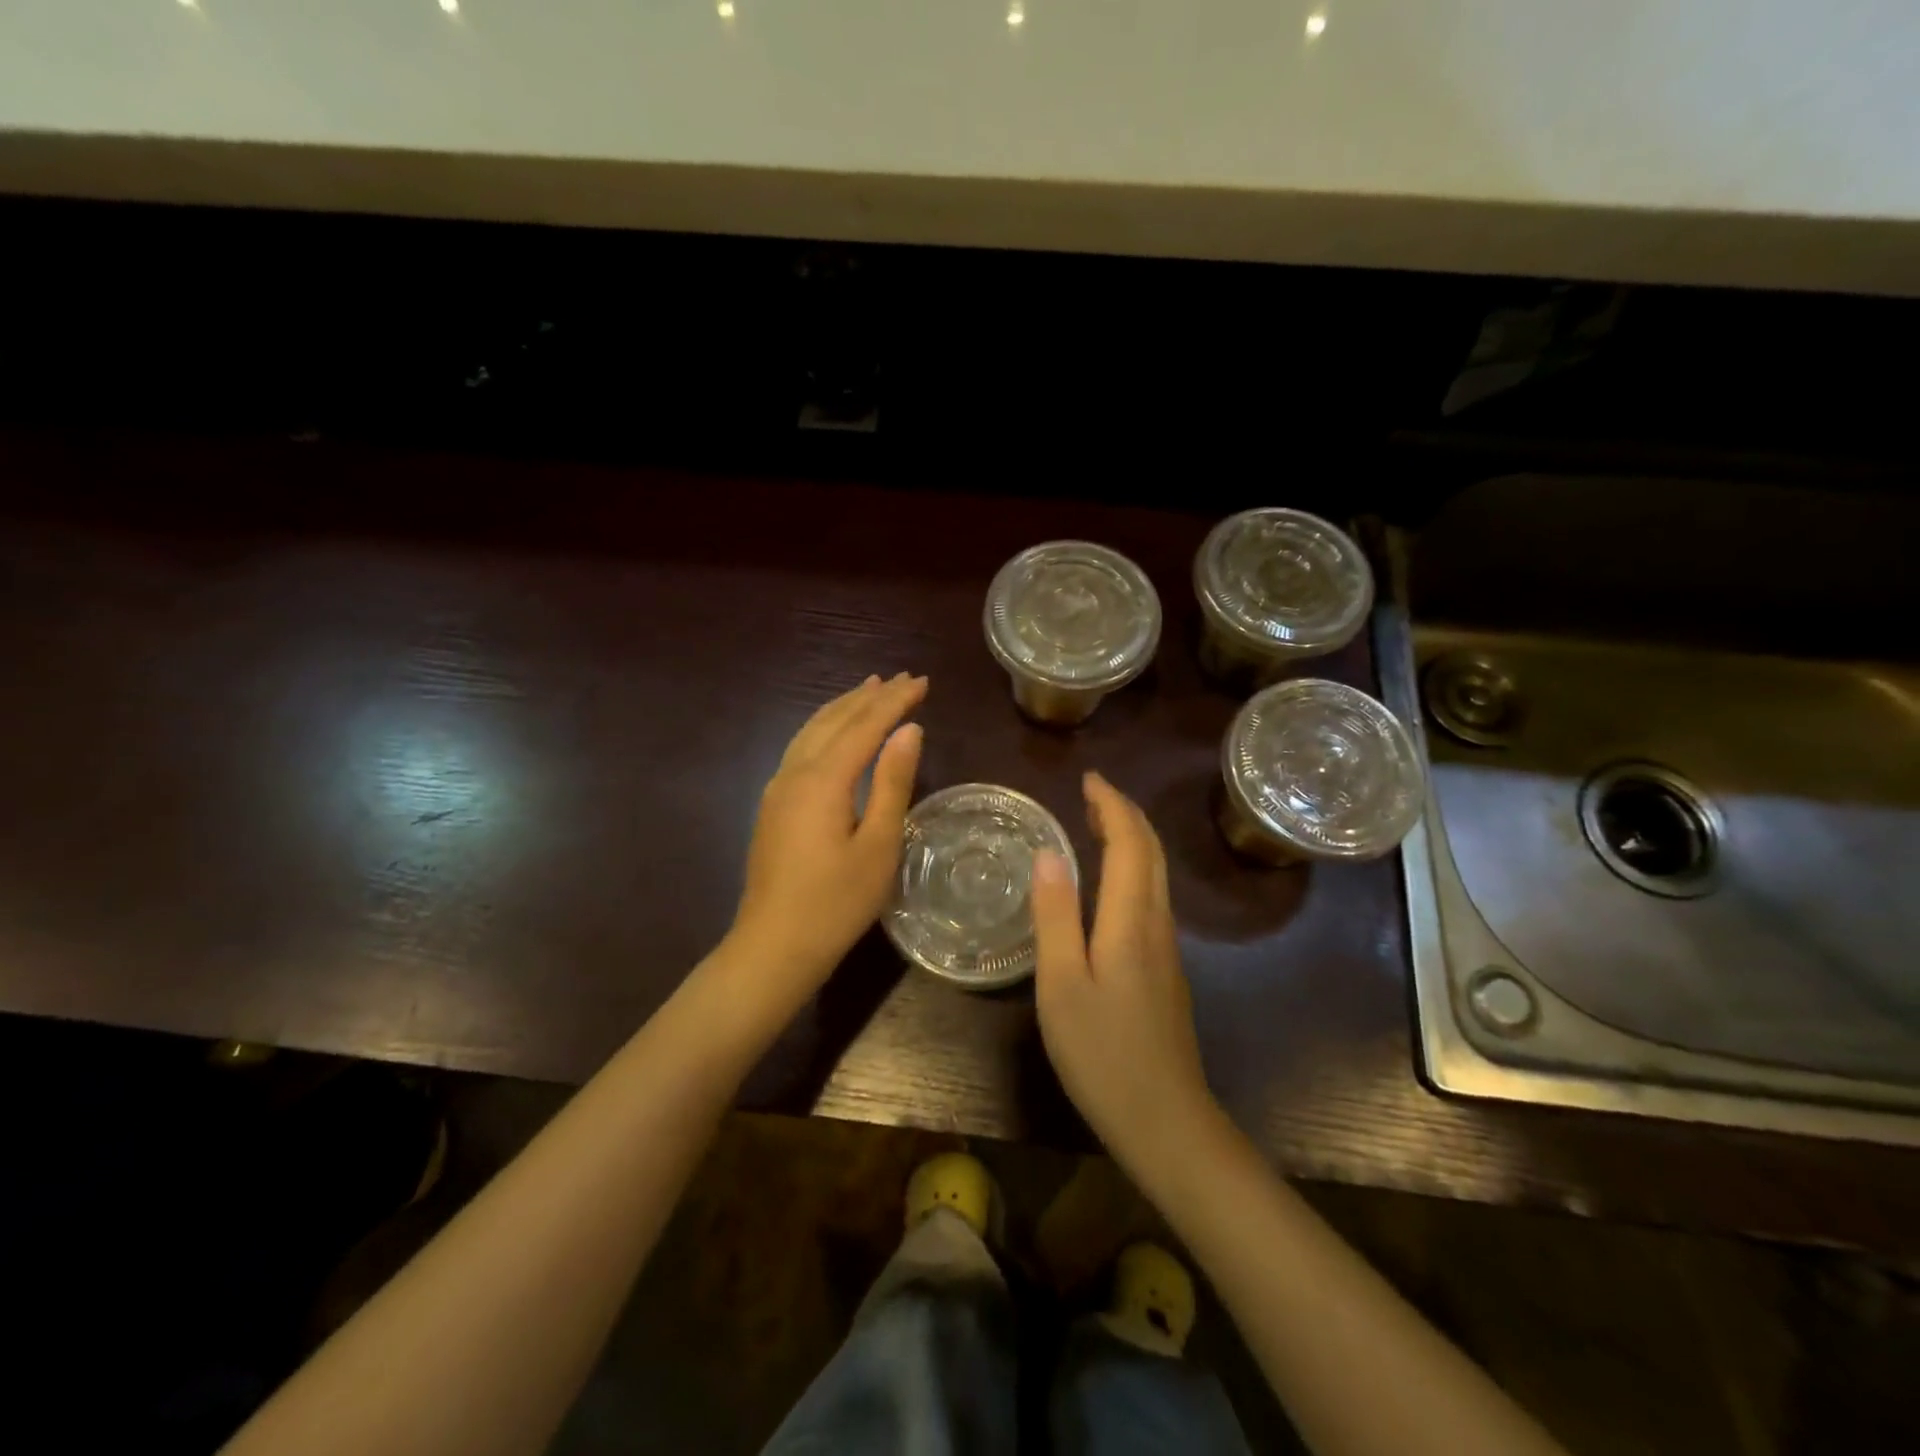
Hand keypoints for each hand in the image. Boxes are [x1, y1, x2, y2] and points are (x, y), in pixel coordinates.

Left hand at [726, 673, 926, 1012]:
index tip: (922, 681)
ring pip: (812, 730)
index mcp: (823, 779)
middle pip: (835, 720)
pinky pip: (801, 748)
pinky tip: (832, 733)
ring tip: (869, 688)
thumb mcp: (878, 844)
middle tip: (903, 679)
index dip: (895, 701)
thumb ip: (892, 782)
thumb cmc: (836, 902)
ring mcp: (778, 788)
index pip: (865, 725)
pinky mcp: (773, 805)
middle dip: (870, 696)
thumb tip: (909, 730)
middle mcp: (795, 772)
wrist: (773, 946)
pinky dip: (824, 728)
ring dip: (843, 707)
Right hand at [1031, 771, 1216, 1172]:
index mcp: (1131, 919)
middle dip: (1124, 814)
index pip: (1130, 842)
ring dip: (1131, 839)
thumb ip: (1054, 915)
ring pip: (1155, 874)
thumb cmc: (1102, 1053)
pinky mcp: (1166, 968)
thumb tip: (1048, 851)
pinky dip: (1133, 868)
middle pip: (1151, 851)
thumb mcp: (1061, 984)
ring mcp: (1167, 947)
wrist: (1165, 1120)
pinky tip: (1109, 883)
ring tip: (1096, 824)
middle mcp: (1157, 923)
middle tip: (1090, 793)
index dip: (1112, 804)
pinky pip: (1151, 897)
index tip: (1089, 778)